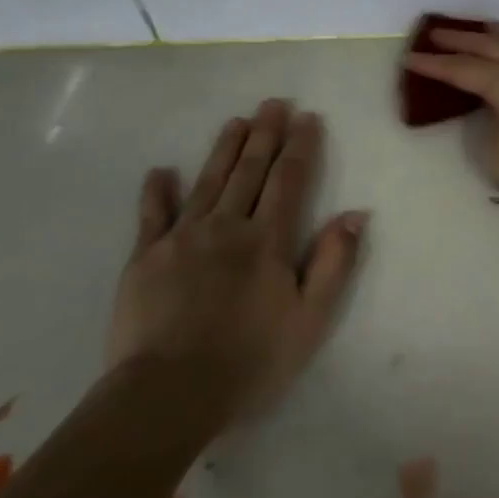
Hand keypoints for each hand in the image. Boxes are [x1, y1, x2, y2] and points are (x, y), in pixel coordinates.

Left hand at [106, 99, 367, 425]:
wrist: (168, 394)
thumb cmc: (250, 360)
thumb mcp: (310, 318)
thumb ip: (333, 262)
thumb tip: (354, 214)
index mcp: (268, 240)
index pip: (289, 180)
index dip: (300, 146)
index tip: (307, 117)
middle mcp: (227, 226)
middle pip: (249, 171)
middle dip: (265, 134)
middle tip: (273, 103)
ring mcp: (182, 239)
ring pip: (208, 182)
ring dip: (224, 149)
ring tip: (236, 121)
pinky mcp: (144, 258)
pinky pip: (151, 215)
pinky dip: (157, 191)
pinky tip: (160, 171)